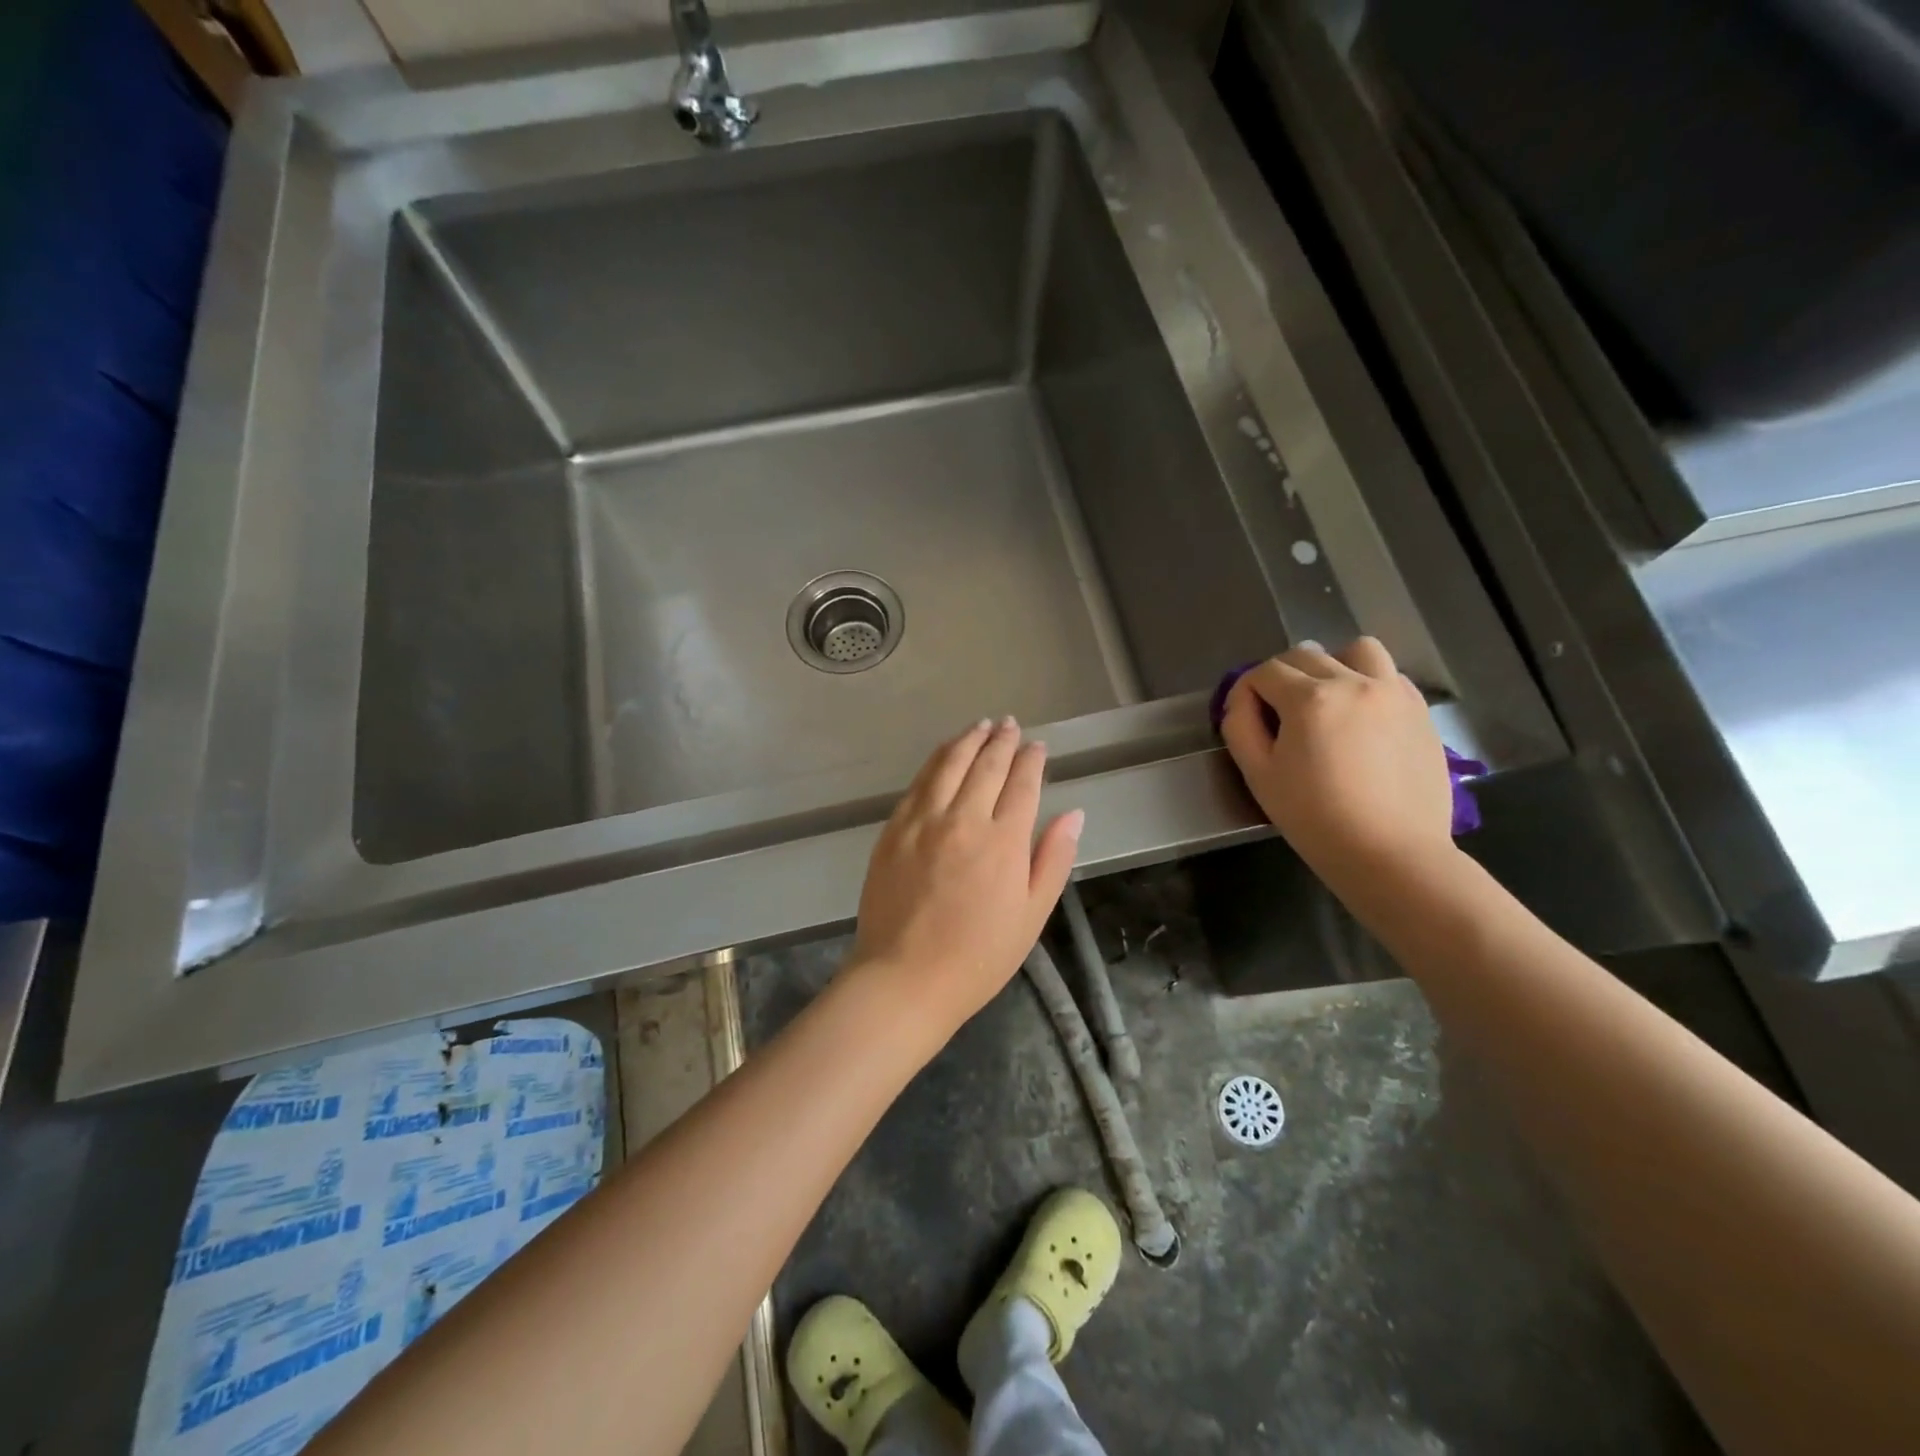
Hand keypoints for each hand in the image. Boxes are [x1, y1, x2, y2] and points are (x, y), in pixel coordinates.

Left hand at [850, 717, 1083, 1035]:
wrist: (905, 977)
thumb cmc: (979, 956)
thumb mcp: (1032, 915)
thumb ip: (1053, 859)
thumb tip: (1074, 813)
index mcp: (1004, 841)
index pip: (1022, 784)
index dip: (1032, 761)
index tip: (1038, 747)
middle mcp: (964, 819)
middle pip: (986, 765)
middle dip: (1002, 741)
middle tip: (1010, 725)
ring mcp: (923, 821)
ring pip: (948, 764)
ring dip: (968, 740)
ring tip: (981, 726)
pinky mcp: (894, 829)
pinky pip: (919, 782)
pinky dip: (936, 760)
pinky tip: (943, 754)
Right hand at [1220, 637, 1454, 880]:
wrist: (1391, 854)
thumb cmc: (1315, 818)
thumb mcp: (1259, 775)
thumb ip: (1240, 727)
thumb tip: (1241, 700)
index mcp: (1310, 699)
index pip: (1264, 672)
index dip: (1246, 691)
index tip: (1244, 717)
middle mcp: (1354, 682)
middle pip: (1305, 656)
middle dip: (1282, 678)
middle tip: (1278, 716)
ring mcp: (1394, 692)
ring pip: (1356, 651)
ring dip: (1333, 666)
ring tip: (1327, 701)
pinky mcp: (1420, 710)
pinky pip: (1389, 675)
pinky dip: (1368, 683)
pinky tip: (1361, 719)